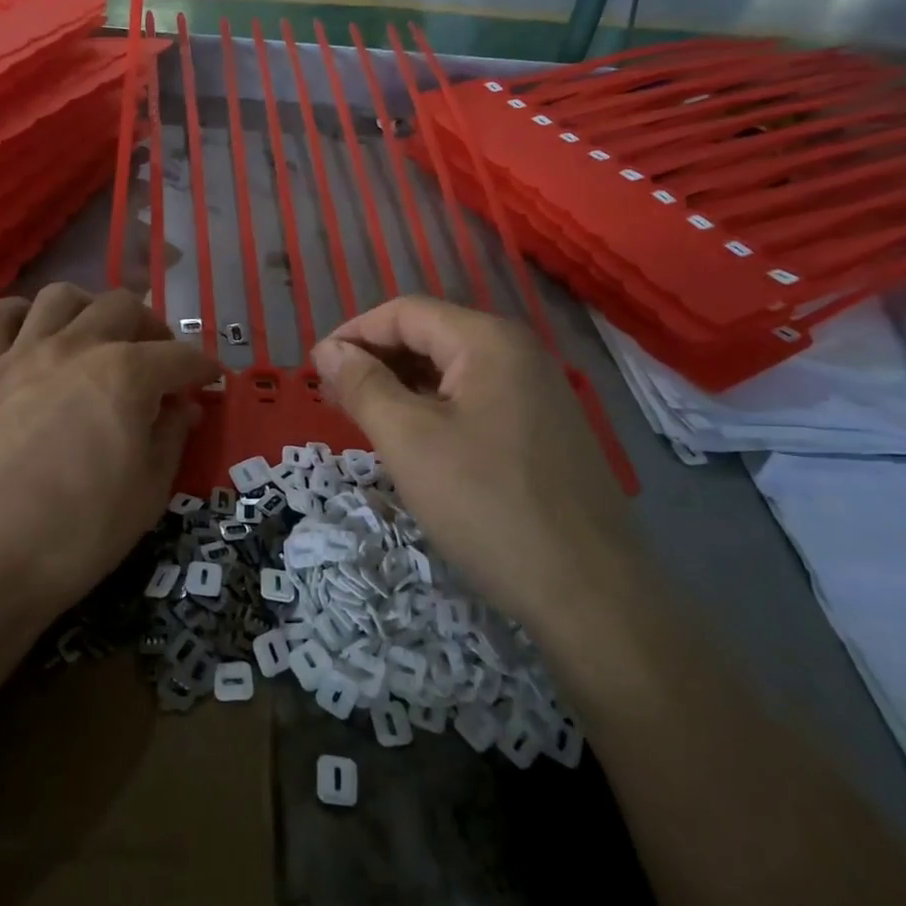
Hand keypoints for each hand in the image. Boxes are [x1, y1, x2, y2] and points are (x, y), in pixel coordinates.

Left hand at [0, 284, 219, 640]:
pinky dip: (17, 315)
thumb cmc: (77, 535)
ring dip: (90, 309)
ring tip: (98, 337)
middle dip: (153, 329)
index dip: (202, 367)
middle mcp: (76, 347)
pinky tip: (31, 335)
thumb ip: (171, 438)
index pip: (180, 357)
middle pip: (124, 306)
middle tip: (158, 360)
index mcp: (126, 375)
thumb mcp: (148, 494)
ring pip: (61, 296)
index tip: (211, 379)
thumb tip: (183, 407)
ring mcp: (22, 353)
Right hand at [310, 297, 634, 630]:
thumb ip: (363, 385)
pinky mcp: (542, 430)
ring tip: (362, 420)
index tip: (315, 370)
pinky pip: (474, 401)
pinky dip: (433, 410)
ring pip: (451, 372)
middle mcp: (518, 353)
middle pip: (430, 337)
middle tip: (332, 399)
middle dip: (375, 361)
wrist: (590, 593)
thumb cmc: (487, 505)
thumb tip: (328, 350)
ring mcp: (536, 392)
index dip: (353, 334)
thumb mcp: (409, 440)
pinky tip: (411, 440)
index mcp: (488, 341)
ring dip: (401, 387)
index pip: (404, 312)